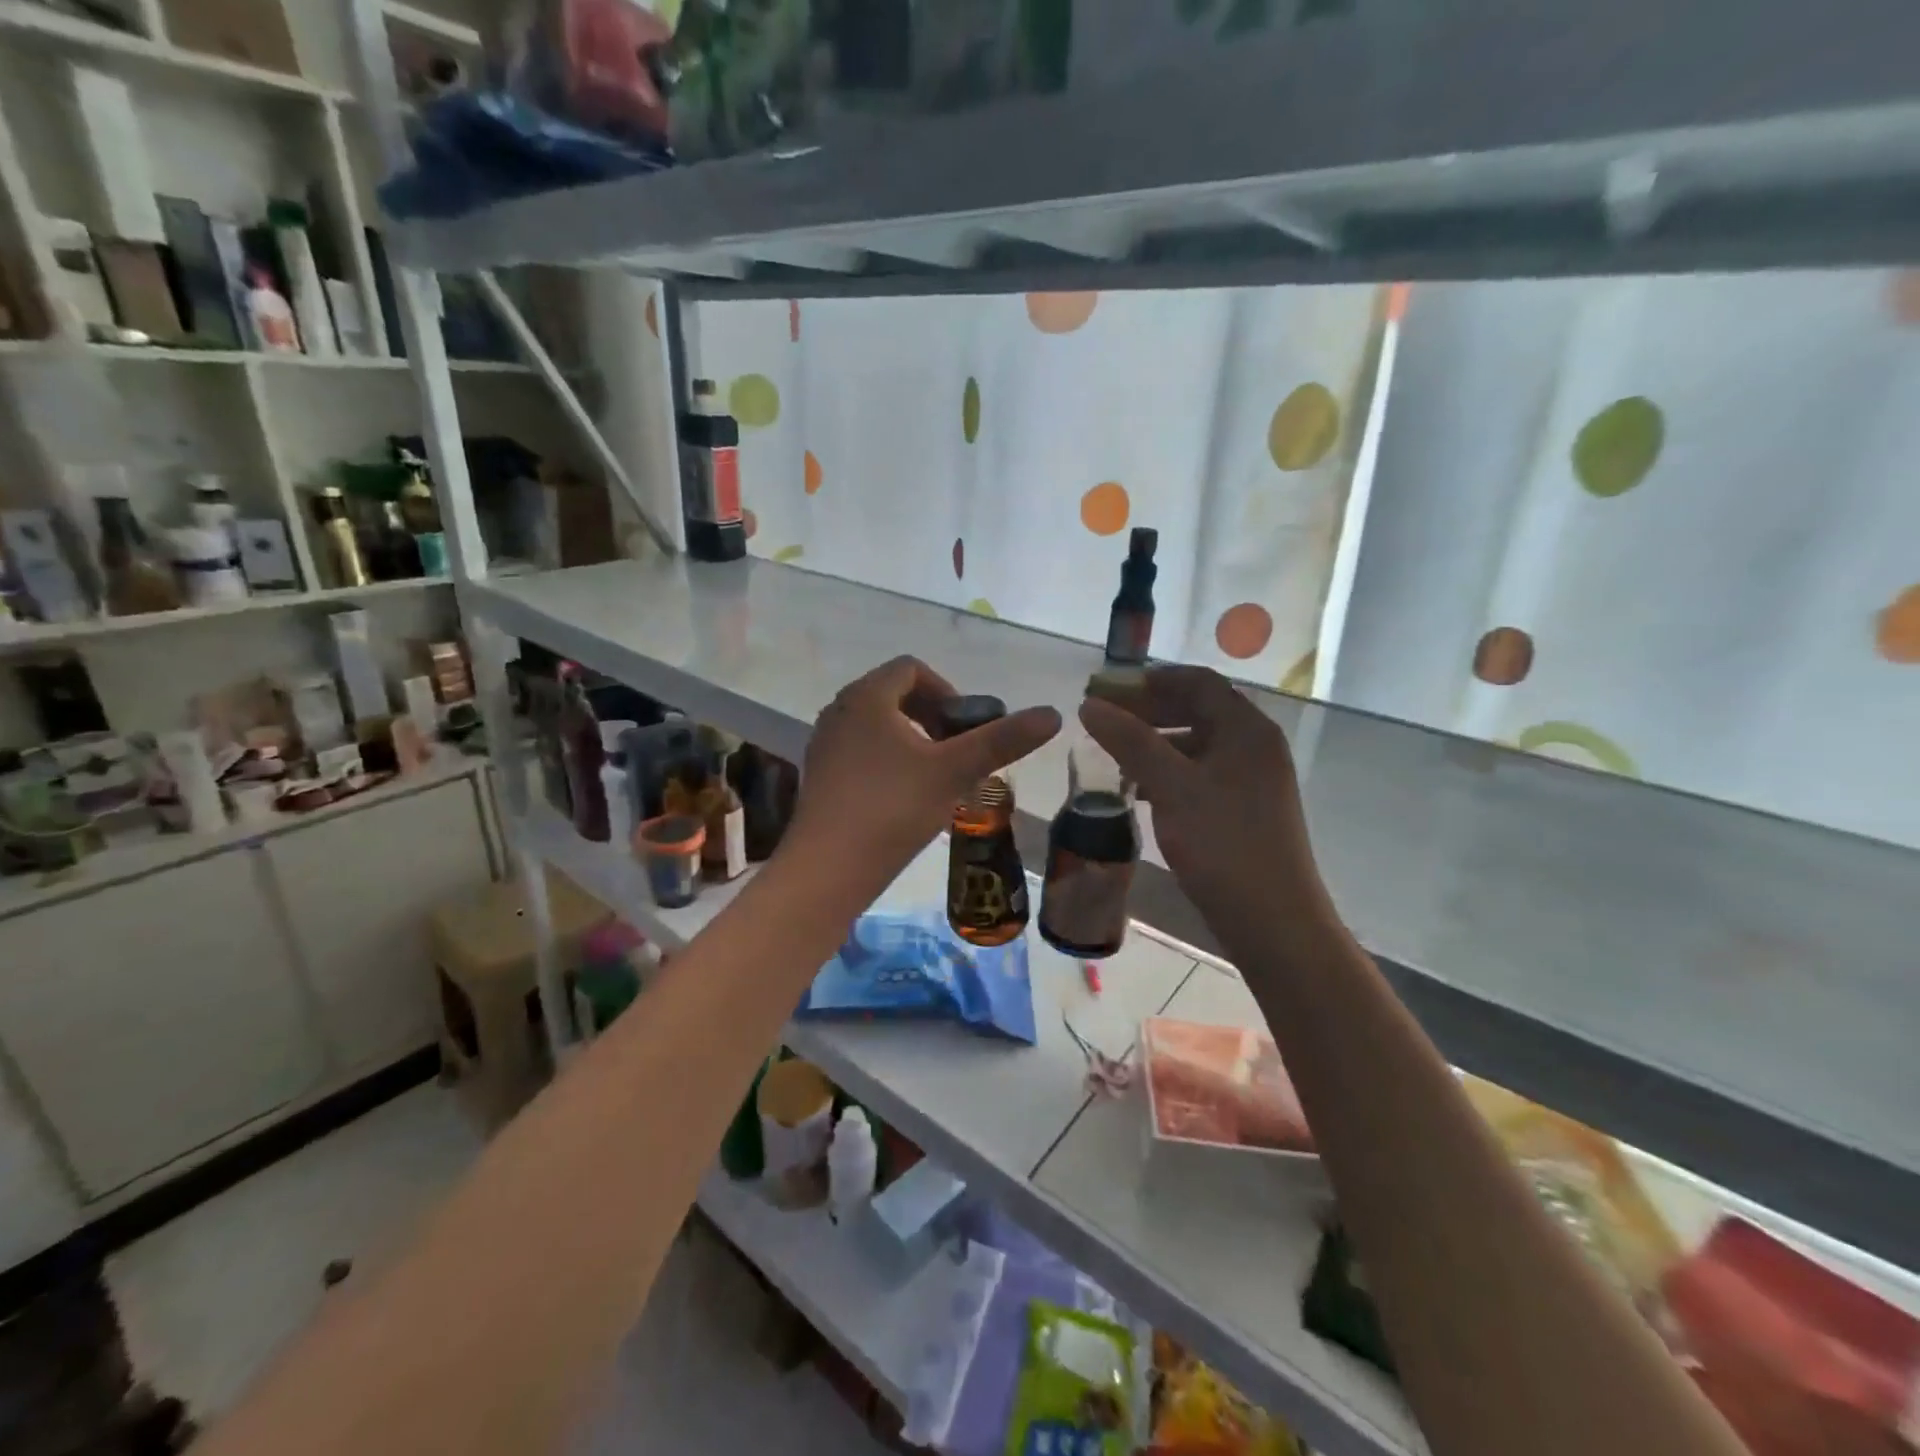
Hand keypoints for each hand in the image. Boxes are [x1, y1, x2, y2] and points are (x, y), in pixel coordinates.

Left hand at [785, 656, 1060, 895]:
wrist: (827, 869)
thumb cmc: (892, 809)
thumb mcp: (954, 771)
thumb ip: (1002, 740)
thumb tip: (1053, 713)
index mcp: (867, 697)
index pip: (912, 668)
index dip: (948, 690)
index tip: (967, 728)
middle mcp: (839, 711)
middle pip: (895, 696)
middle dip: (934, 718)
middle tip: (958, 753)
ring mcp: (825, 744)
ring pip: (879, 727)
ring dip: (914, 742)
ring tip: (938, 778)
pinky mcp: (821, 776)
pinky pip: (862, 752)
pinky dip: (890, 762)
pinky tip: (907, 800)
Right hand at [1080, 666, 1335, 947]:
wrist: (1273, 922)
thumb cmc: (1224, 845)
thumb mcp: (1172, 787)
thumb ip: (1131, 741)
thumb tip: (1090, 705)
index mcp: (1246, 730)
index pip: (1197, 682)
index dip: (1151, 679)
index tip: (1107, 688)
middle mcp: (1254, 746)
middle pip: (1197, 710)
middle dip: (1148, 710)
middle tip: (1103, 720)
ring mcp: (1251, 780)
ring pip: (1195, 745)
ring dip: (1154, 743)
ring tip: (1112, 755)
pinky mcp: (1242, 810)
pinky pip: (1199, 775)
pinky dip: (1167, 773)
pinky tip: (1137, 790)